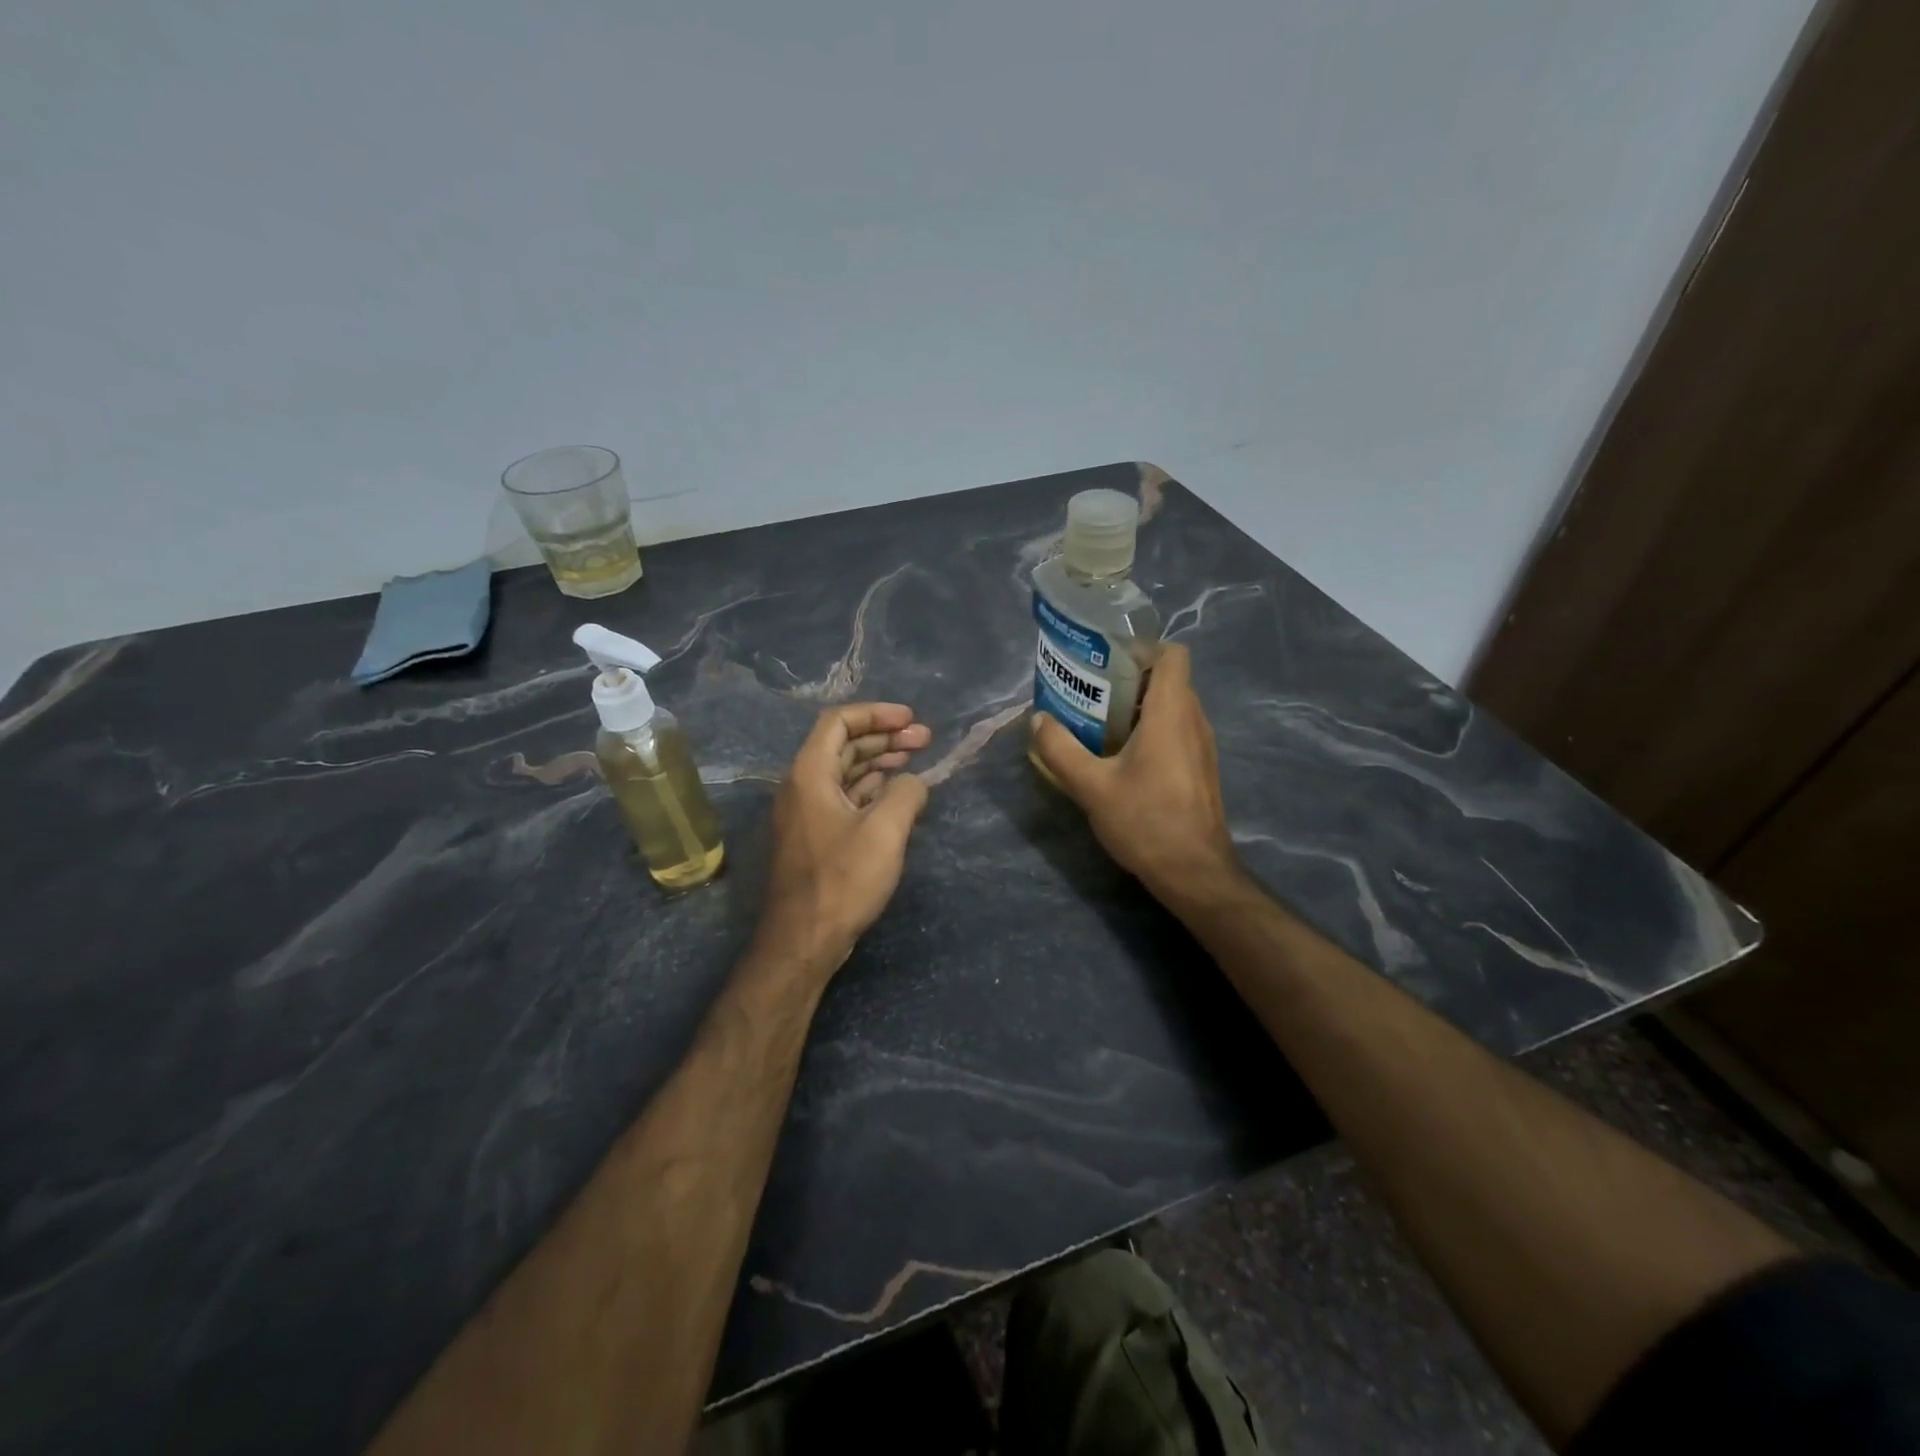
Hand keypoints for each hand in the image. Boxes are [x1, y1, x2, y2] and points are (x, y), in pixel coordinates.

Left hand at [755, 703, 932, 975]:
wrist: (803, 940)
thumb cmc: (842, 880)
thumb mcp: (885, 831)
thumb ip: (906, 793)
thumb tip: (913, 783)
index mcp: (809, 773)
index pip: (839, 722)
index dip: (877, 714)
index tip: (911, 720)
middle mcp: (802, 786)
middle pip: (843, 745)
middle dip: (884, 737)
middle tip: (925, 739)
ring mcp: (806, 813)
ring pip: (844, 772)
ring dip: (879, 762)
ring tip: (916, 759)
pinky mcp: (815, 837)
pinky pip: (844, 797)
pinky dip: (871, 788)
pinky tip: (897, 794)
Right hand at [1030, 644, 1243, 910]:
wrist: (1194, 872)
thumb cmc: (1145, 821)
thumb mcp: (1091, 786)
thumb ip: (1060, 749)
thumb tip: (1038, 719)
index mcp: (1171, 713)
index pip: (1172, 654)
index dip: (1142, 649)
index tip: (1106, 661)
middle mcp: (1193, 721)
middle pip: (1167, 679)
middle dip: (1129, 679)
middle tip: (1090, 692)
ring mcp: (1202, 746)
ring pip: (1172, 706)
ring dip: (1137, 707)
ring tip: (1098, 723)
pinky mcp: (1200, 768)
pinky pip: (1176, 730)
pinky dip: (1150, 730)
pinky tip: (1120, 757)